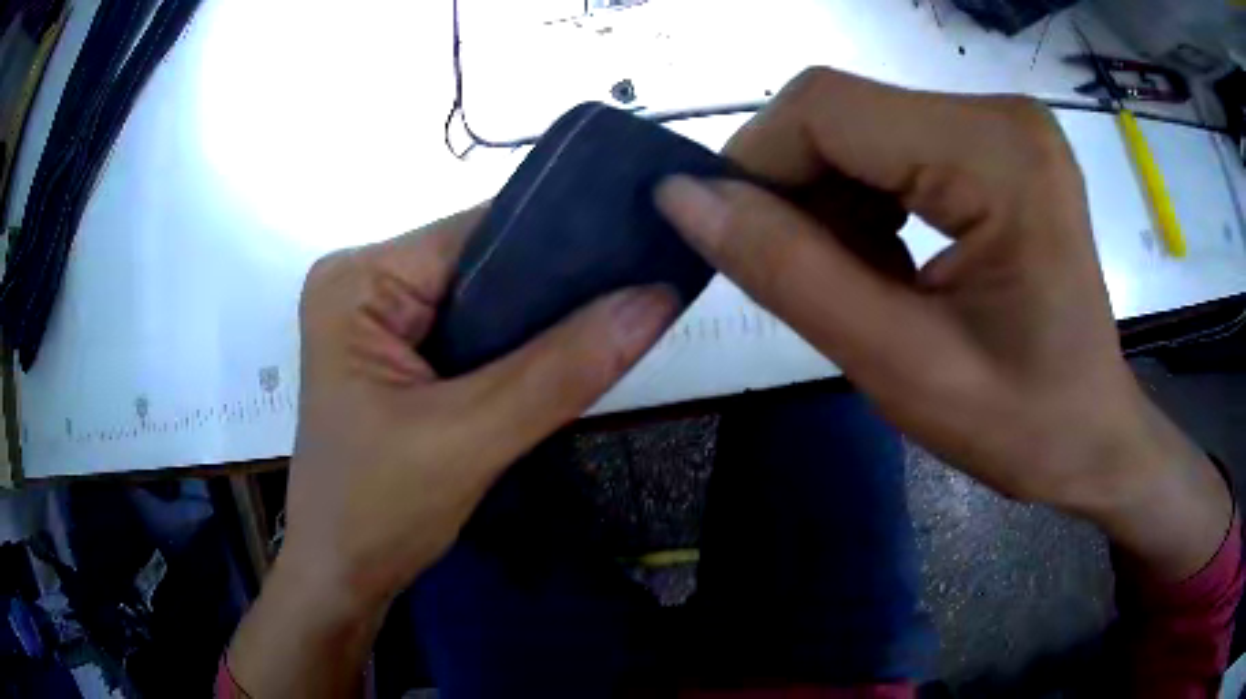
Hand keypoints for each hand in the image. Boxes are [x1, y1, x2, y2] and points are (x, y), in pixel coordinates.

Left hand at [227, 208, 676, 696]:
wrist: (343, 578)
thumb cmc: (377, 512)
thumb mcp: (469, 440)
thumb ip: (563, 370)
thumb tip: (658, 300)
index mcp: (358, 278)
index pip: (477, 234)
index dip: (558, 243)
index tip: (638, 253)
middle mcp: (366, 282)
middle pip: (482, 264)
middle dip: (553, 288)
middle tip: (640, 293)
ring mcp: (381, 319)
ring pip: (486, 302)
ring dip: (541, 322)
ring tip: (617, 321)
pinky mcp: (399, 355)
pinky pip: (476, 336)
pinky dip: (520, 350)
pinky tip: (570, 354)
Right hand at [656, 68, 1230, 579]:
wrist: (1091, 436)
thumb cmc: (1021, 424)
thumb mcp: (900, 366)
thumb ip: (789, 273)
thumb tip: (683, 197)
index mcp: (997, 154)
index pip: (826, 107)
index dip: (756, 166)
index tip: (737, 246)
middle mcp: (1000, 114)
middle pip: (843, 113)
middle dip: (800, 193)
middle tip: (809, 283)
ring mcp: (1001, 125)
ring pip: (861, 130)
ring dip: (833, 204)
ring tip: (862, 285)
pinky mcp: (996, 146)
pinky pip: (894, 149)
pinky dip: (867, 204)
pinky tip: (889, 263)